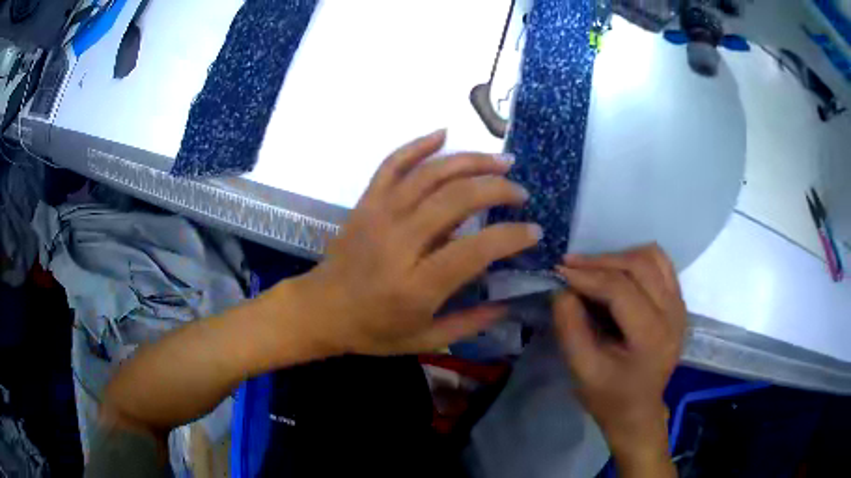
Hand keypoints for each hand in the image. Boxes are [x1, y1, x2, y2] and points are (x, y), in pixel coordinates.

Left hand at [291, 130, 541, 355]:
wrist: (321, 310)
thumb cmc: (372, 330)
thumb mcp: (424, 340)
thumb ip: (470, 323)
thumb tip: (510, 304)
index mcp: (417, 285)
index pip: (475, 249)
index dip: (511, 236)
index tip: (534, 231)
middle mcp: (400, 242)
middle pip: (456, 199)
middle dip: (497, 189)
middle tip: (521, 192)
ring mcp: (380, 215)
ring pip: (430, 174)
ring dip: (470, 161)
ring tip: (501, 160)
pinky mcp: (366, 203)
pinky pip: (392, 164)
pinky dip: (418, 144)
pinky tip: (443, 133)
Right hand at [553, 245, 684, 471]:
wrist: (638, 412)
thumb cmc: (609, 397)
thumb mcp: (582, 371)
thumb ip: (570, 328)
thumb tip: (562, 290)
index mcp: (652, 336)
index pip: (621, 289)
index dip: (588, 276)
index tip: (559, 271)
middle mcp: (673, 314)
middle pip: (640, 265)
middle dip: (601, 261)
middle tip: (571, 265)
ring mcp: (680, 306)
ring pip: (653, 257)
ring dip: (620, 256)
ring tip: (593, 268)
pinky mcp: (678, 303)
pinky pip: (661, 265)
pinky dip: (637, 260)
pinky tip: (618, 272)